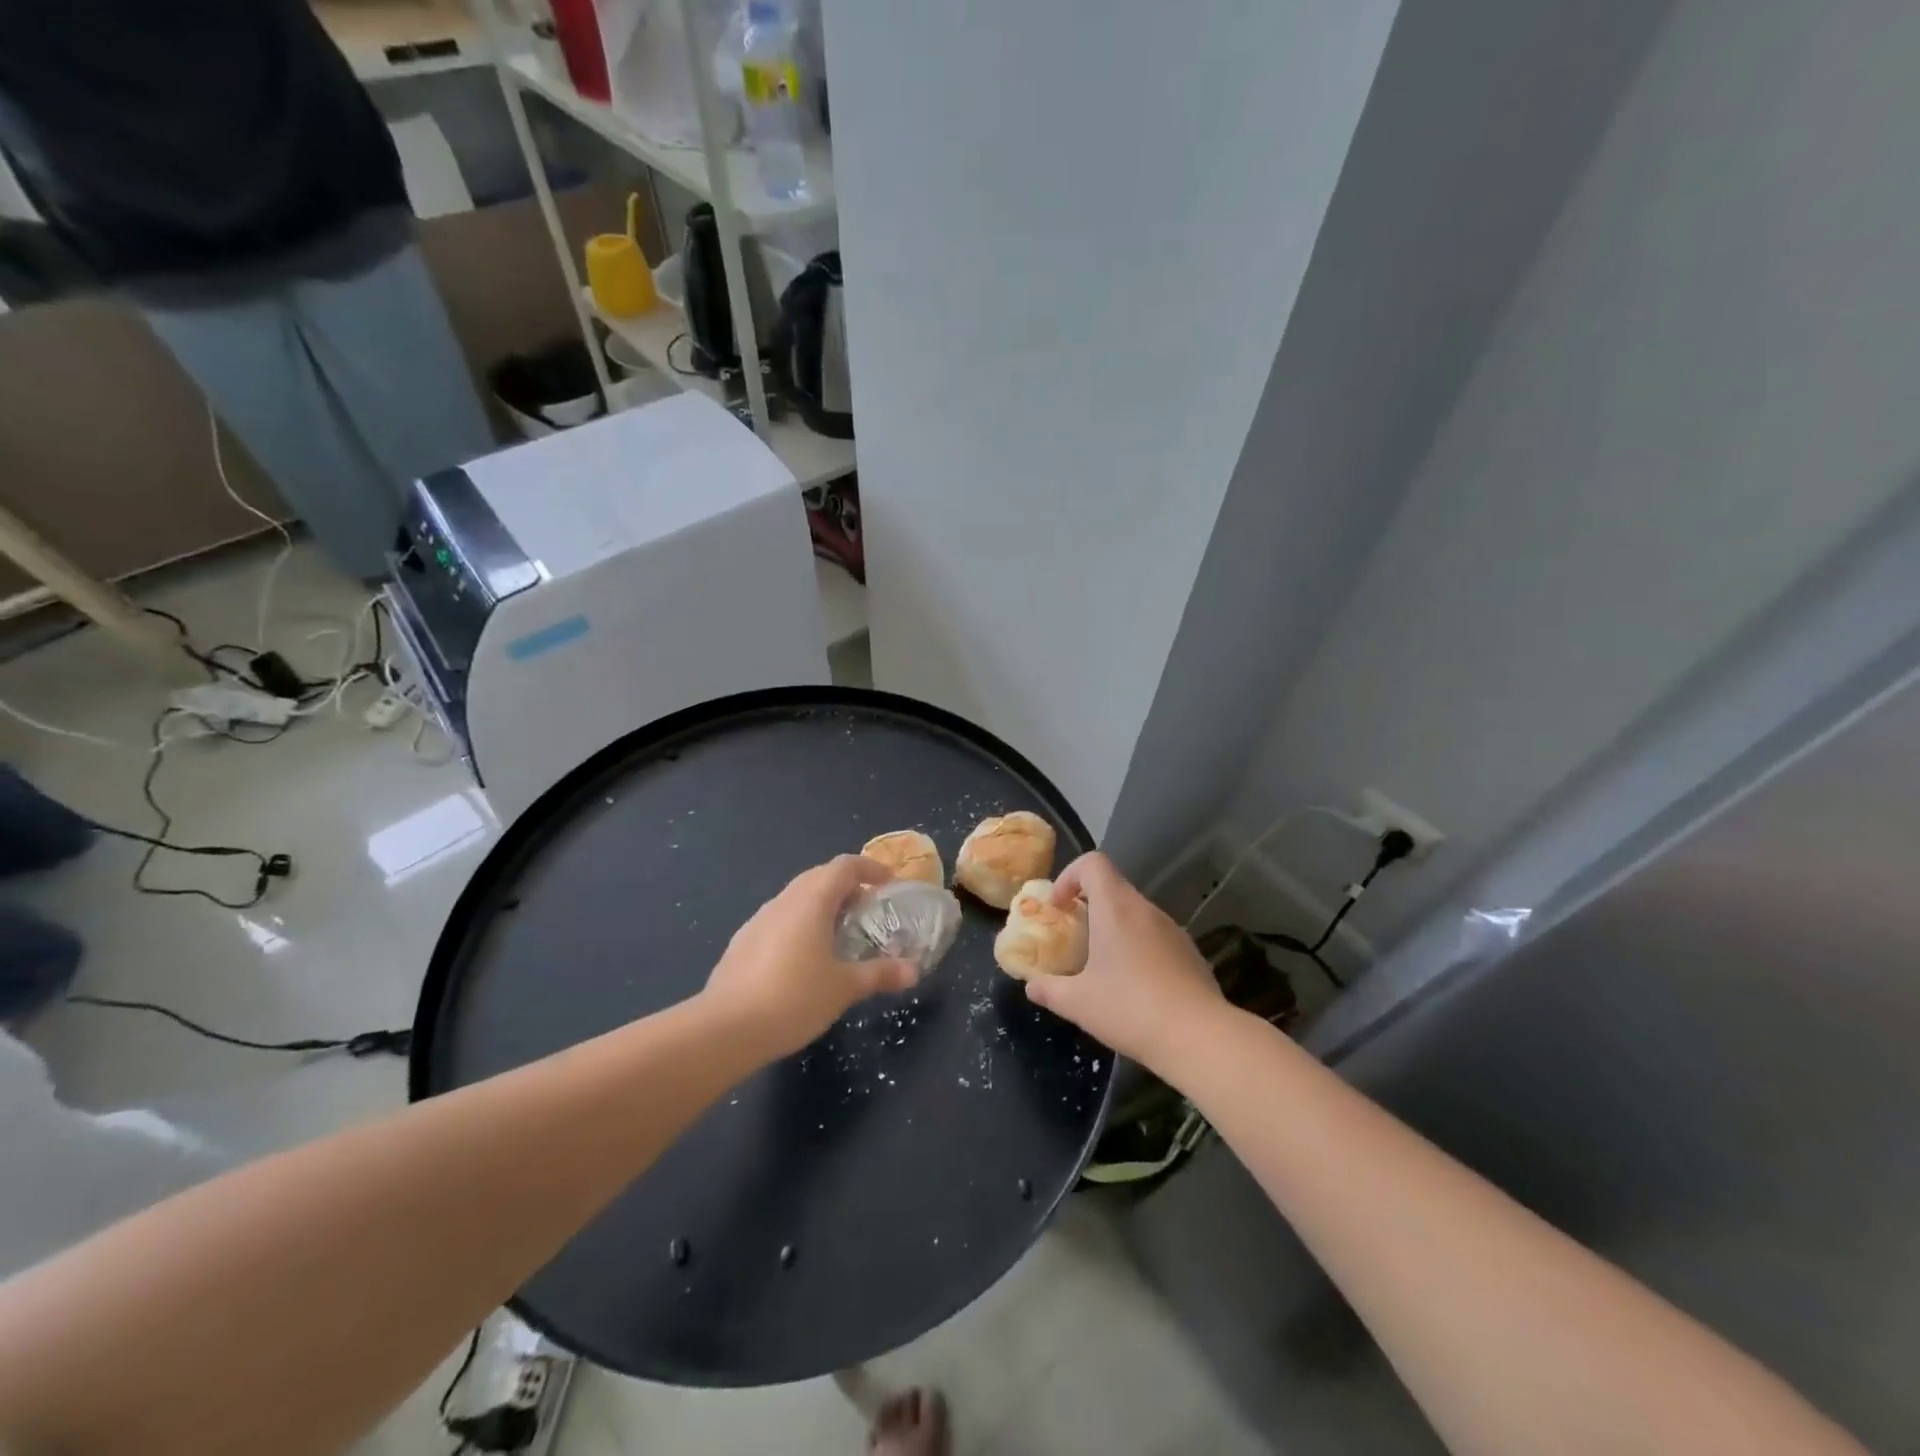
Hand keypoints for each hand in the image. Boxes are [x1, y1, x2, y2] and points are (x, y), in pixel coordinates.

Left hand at [700, 855, 919, 1061]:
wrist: (725, 1029)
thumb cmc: (793, 998)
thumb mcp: (844, 987)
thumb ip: (879, 974)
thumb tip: (913, 971)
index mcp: (811, 901)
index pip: (843, 866)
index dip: (869, 868)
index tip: (888, 882)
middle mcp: (783, 902)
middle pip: (818, 877)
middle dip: (846, 886)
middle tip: (868, 908)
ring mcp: (758, 921)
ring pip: (796, 899)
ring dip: (821, 905)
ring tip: (840, 934)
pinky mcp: (742, 943)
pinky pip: (779, 920)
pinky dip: (800, 925)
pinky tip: (805, 958)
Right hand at [1021, 851, 1225, 1073]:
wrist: (1200, 1037)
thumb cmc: (1130, 1009)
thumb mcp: (1077, 1003)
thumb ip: (1048, 989)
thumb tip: (1031, 986)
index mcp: (1116, 907)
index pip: (1093, 863)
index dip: (1070, 876)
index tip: (1059, 907)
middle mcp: (1146, 909)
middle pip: (1113, 888)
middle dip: (1088, 906)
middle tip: (1074, 938)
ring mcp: (1173, 929)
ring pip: (1136, 914)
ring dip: (1114, 929)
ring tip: (1102, 967)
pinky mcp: (1190, 953)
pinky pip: (1156, 937)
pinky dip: (1138, 948)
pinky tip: (1135, 988)